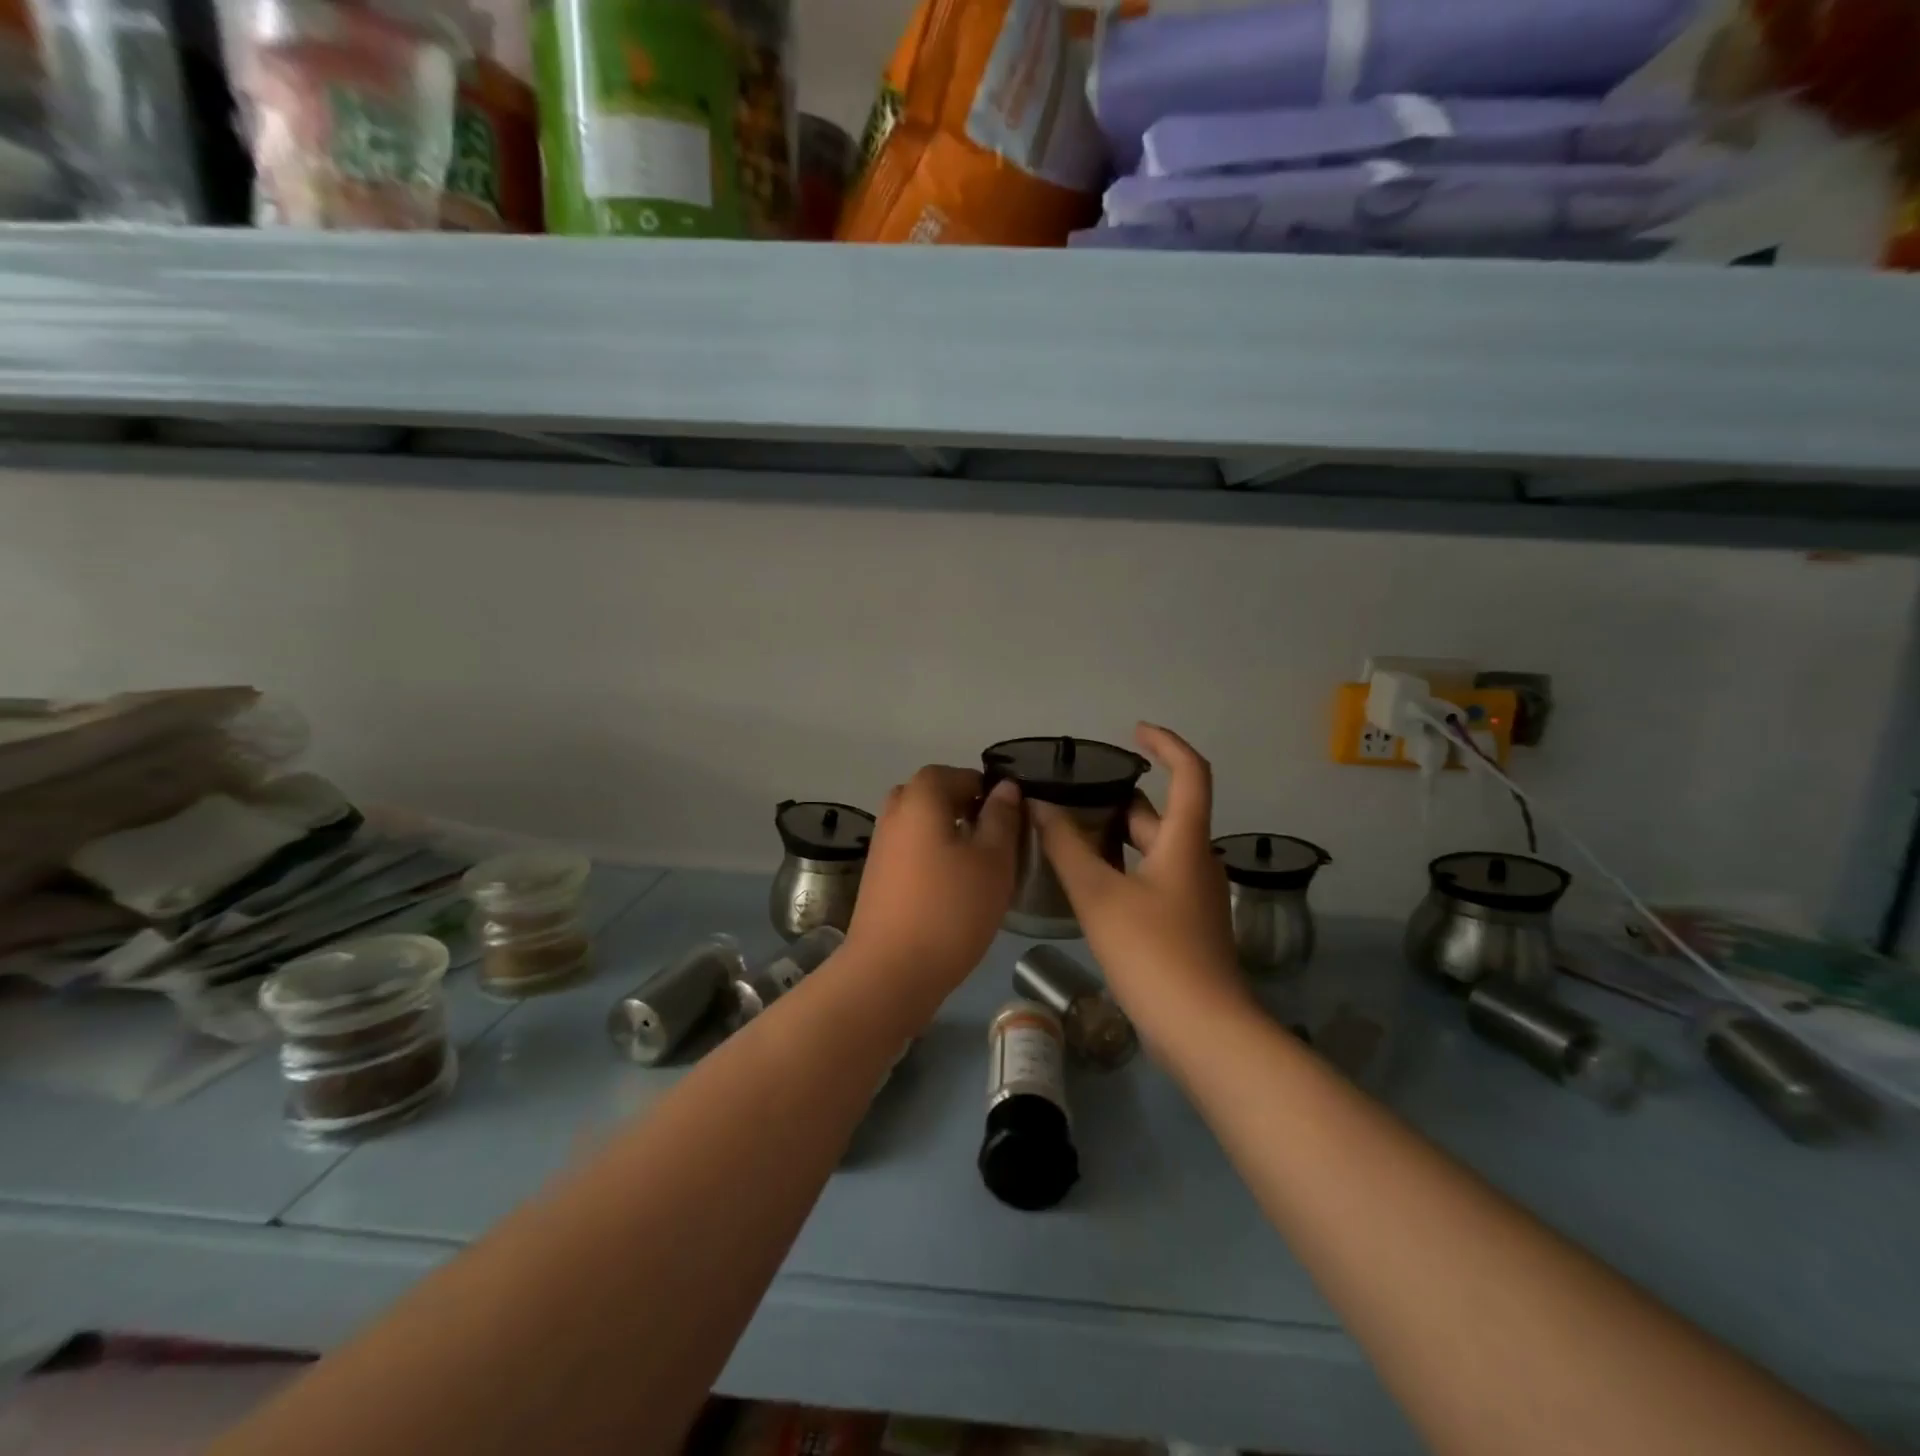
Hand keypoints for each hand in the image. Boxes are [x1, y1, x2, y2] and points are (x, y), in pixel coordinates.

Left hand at [844, 765, 1021, 993]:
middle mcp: (894, 812)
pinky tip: (953, 888)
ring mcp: (881, 845)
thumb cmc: (951, 909)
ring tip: (979, 867)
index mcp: (920, 797)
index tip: (1011, 819)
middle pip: (935, 796)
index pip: (957, 774)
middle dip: (966, 809)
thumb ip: (1002, 818)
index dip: (987, 790)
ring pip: (921, 824)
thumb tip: (1005, 788)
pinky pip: (910, 850)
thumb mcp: (993, 860)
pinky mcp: (877, 876)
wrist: (890, 971)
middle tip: (995, 840)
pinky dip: (932, 856)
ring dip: (949, 834)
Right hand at [1031, 724, 1246, 1030]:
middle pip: (1161, 814)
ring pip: (1153, 849)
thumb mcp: (1100, 895)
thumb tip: (1038, 806)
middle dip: (1120, 799)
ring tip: (1068, 832)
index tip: (1133, 732)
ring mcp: (1192, 895)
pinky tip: (1087, 881)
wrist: (1202, 1030)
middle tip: (1073, 794)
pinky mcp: (1184, 924)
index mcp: (1185, 841)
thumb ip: (1066, 848)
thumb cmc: (1153, 952)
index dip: (1166, 744)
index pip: (1191, 772)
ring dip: (1116, 836)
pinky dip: (1122, 867)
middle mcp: (1195, 860)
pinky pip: (1152, 878)